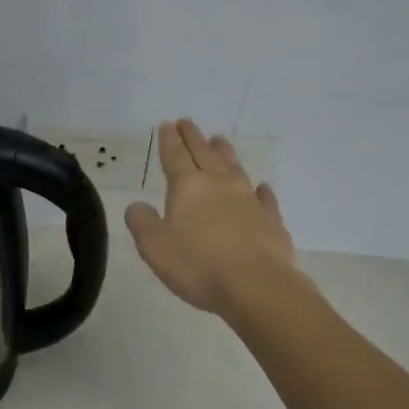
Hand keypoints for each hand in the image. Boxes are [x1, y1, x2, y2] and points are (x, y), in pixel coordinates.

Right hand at [125, 119, 298, 316]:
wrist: (256, 285)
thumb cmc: (198, 265)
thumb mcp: (155, 247)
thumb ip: (142, 223)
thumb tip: (137, 206)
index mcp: (187, 187)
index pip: (175, 156)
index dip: (169, 140)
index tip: (167, 124)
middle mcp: (219, 184)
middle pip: (204, 153)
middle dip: (194, 137)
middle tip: (188, 122)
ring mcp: (248, 199)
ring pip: (234, 168)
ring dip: (225, 153)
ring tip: (219, 140)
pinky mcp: (271, 219)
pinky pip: (265, 198)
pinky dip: (261, 190)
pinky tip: (262, 188)